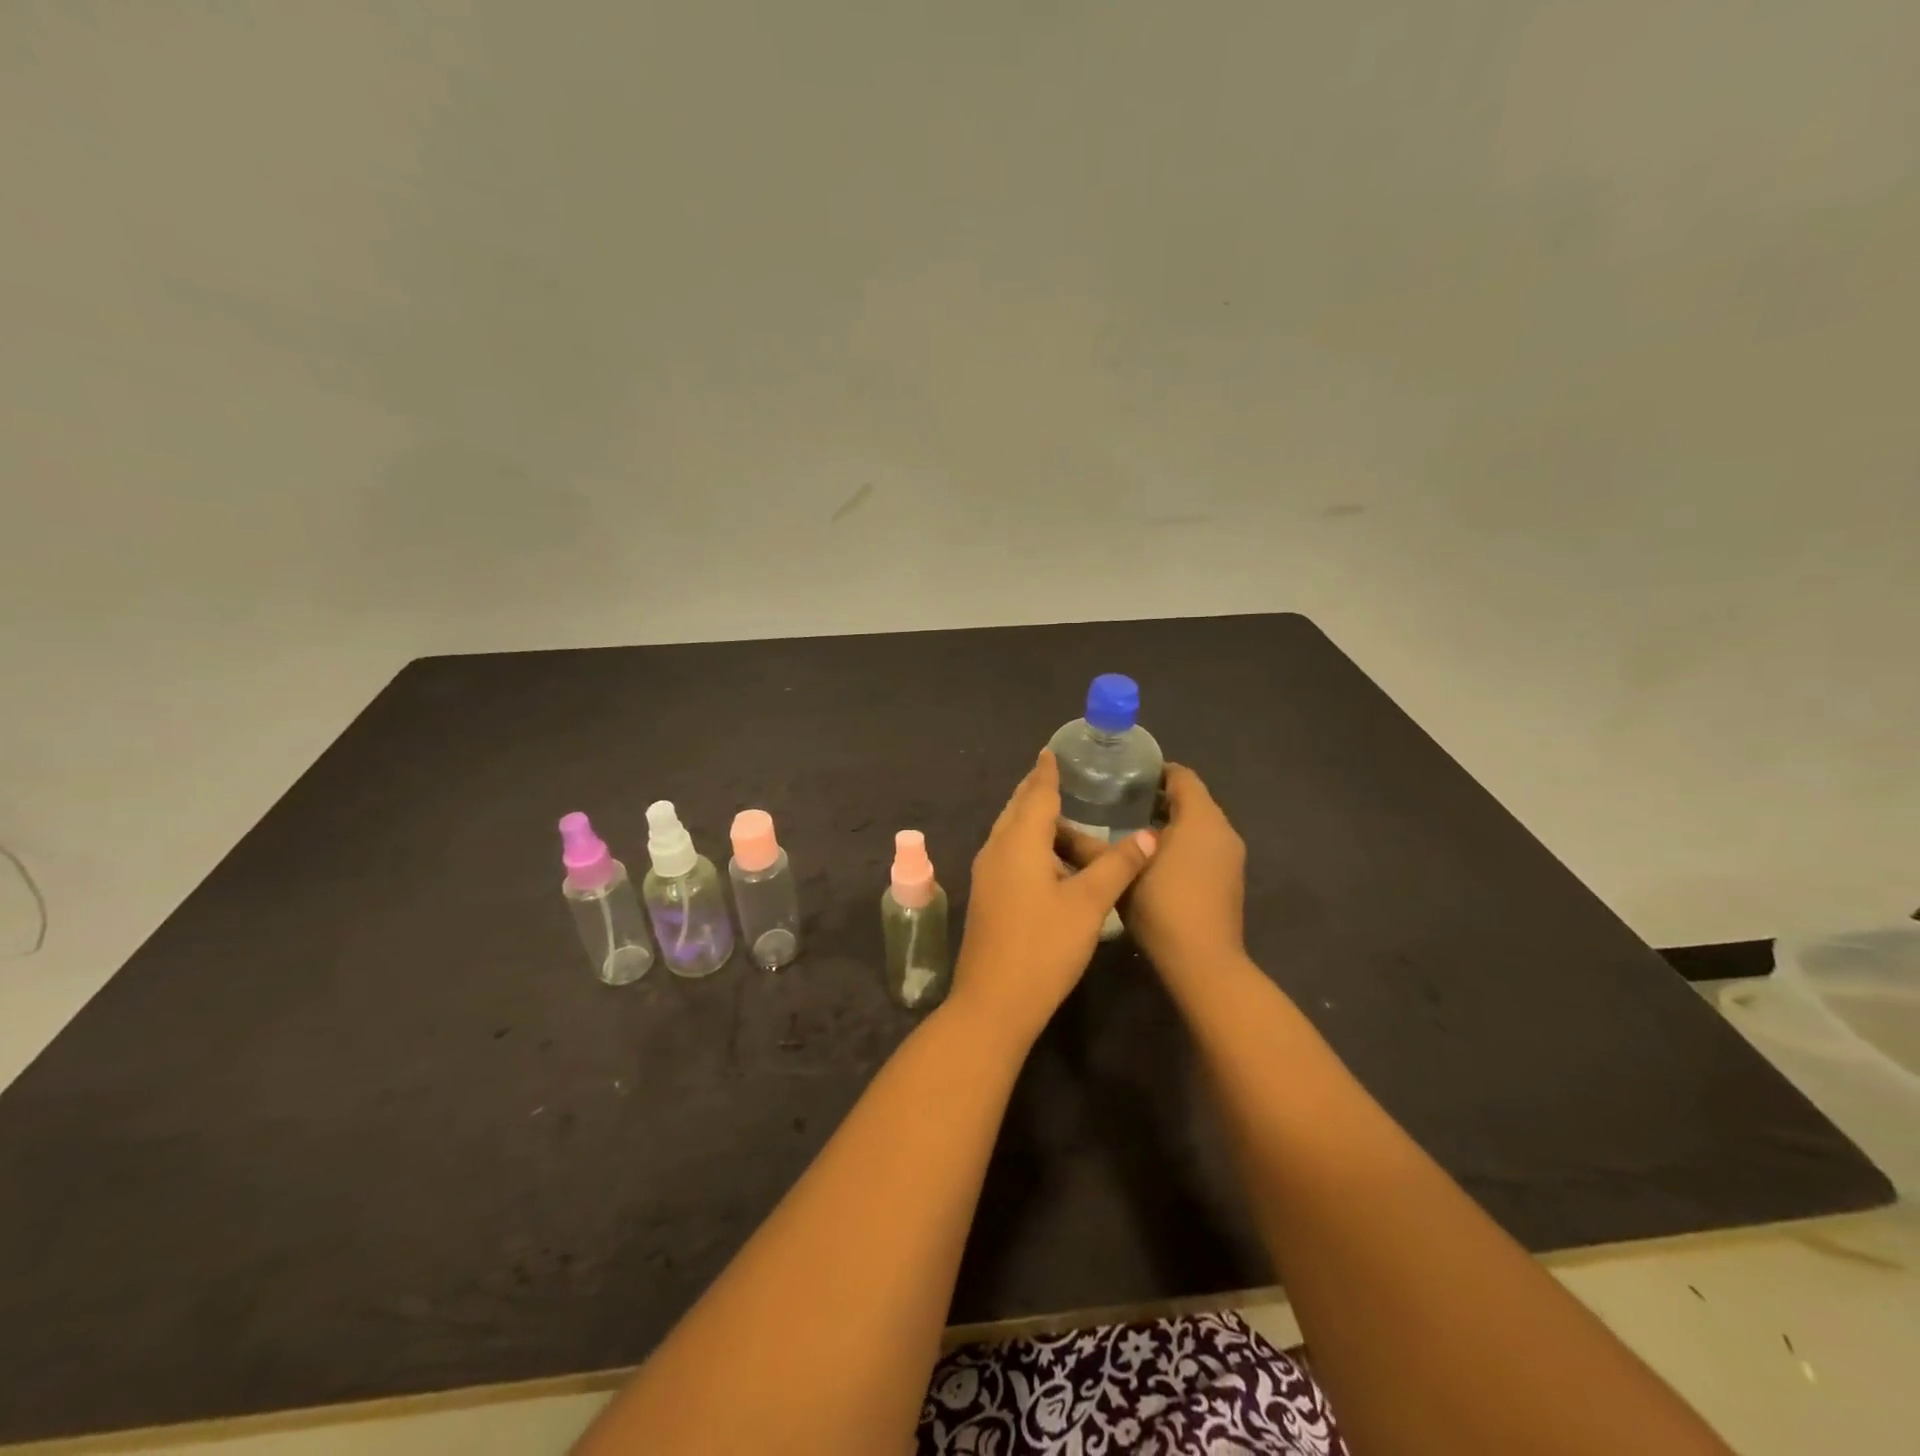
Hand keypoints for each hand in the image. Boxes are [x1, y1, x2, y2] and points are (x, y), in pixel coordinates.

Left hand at [952, 750, 1157, 1046]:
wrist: (993, 1002)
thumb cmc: (1044, 947)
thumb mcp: (1089, 904)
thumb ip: (1117, 865)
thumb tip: (1148, 835)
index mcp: (1019, 842)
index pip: (1036, 794)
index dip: (1047, 772)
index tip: (1052, 750)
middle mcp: (996, 849)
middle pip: (1018, 808)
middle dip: (1037, 790)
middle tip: (1060, 775)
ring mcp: (987, 874)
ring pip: (1010, 832)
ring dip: (1033, 818)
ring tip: (1061, 814)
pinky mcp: (988, 896)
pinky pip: (1008, 853)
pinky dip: (1028, 842)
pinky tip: (1048, 858)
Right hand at [1062, 762, 1244, 978]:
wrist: (1203, 964)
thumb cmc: (1162, 906)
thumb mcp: (1118, 873)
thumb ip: (1087, 847)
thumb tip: (1055, 828)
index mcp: (1201, 818)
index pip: (1182, 776)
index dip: (1154, 771)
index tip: (1123, 776)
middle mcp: (1222, 831)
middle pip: (1191, 800)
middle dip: (1157, 798)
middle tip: (1117, 801)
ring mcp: (1230, 858)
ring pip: (1197, 826)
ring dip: (1168, 823)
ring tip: (1126, 830)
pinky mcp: (1228, 881)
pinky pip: (1203, 847)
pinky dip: (1180, 844)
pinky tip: (1149, 861)